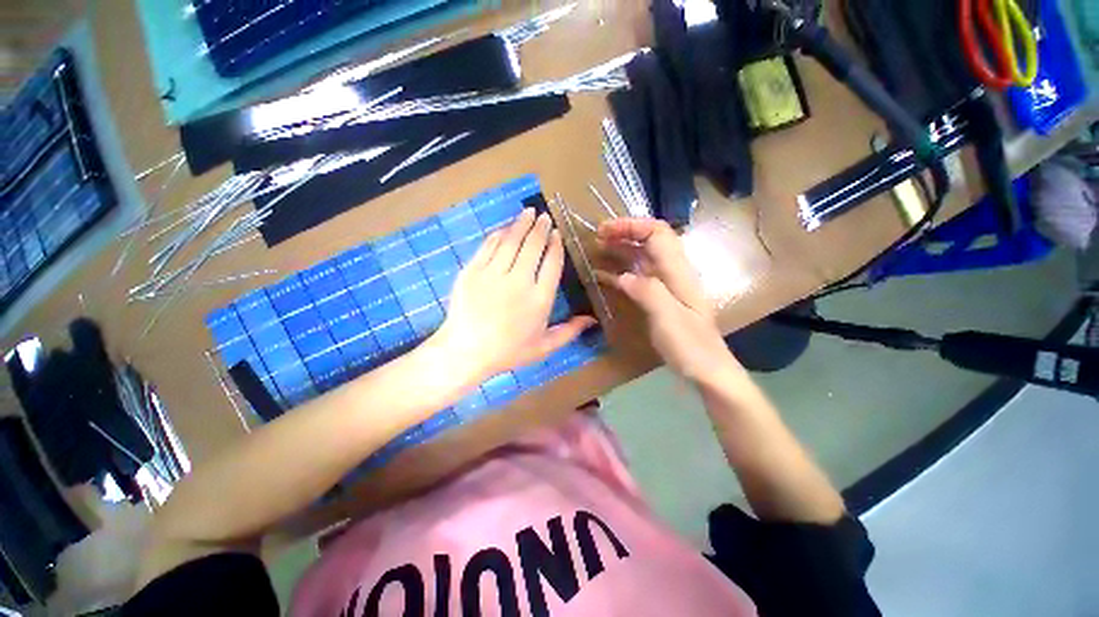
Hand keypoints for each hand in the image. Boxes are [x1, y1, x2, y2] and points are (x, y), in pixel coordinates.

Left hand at [432, 208, 596, 384]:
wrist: (466, 351)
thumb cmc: (508, 351)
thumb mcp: (544, 347)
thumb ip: (569, 331)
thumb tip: (592, 320)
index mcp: (539, 299)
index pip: (552, 263)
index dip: (556, 245)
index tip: (557, 234)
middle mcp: (519, 281)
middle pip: (533, 246)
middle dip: (540, 228)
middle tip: (544, 216)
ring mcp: (494, 273)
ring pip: (511, 241)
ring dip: (521, 224)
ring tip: (529, 212)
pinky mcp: (473, 270)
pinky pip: (489, 246)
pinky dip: (498, 235)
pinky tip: (504, 229)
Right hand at [596, 218, 738, 383]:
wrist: (708, 370)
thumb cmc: (691, 345)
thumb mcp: (668, 317)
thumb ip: (647, 291)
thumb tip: (622, 276)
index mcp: (677, 271)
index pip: (657, 233)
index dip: (631, 225)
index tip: (605, 229)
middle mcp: (672, 273)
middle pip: (649, 241)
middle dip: (623, 233)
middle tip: (597, 237)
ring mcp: (666, 286)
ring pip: (642, 258)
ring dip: (620, 250)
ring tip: (597, 250)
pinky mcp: (659, 299)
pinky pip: (637, 278)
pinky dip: (620, 272)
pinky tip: (603, 276)